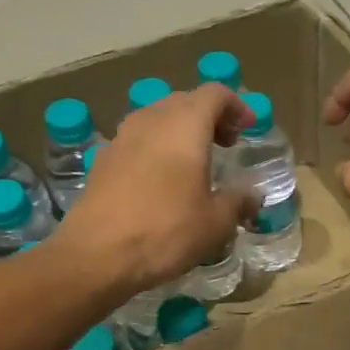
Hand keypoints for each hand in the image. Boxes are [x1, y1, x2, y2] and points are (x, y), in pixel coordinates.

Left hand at [52, 83, 257, 296]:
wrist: (97, 254)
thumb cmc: (166, 232)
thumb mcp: (216, 223)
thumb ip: (238, 201)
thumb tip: (253, 194)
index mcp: (185, 126)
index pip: (214, 94)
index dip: (236, 106)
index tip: (249, 127)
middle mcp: (152, 120)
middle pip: (185, 101)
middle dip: (210, 117)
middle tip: (228, 144)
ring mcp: (122, 137)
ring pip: (158, 118)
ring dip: (182, 132)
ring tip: (197, 162)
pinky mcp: (104, 159)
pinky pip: (139, 140)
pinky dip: (159, 148)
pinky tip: (164, 180)